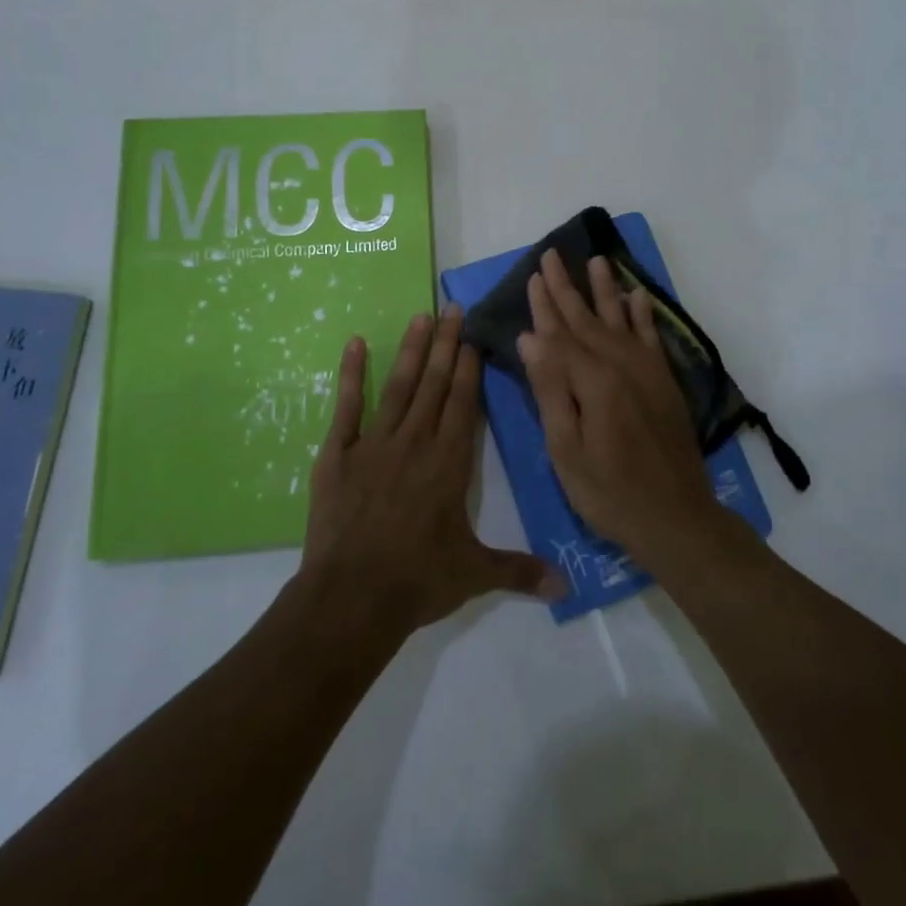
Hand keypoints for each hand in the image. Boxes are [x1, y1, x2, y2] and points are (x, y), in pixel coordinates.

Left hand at [299, 306, 565, 635]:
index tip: (472, 336)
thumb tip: (566, 588)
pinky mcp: (339, 454)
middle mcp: (415, 441)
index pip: (462, 402)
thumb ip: (520, 570)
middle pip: (434, 383)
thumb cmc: (417, 581)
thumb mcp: (474, 574)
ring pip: (399, 385)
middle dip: (445, 343)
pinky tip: (355, 344)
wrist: (351, 598)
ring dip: (411, 350)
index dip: (468, 367)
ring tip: (421, 316)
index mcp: (449, 462)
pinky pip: (348, 406)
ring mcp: (375, 444)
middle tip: (452, 307)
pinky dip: (352, 374)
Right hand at [518, 249, 726, 564]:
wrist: (676, 518)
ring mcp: (647, 371)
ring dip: (606, 289)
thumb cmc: (609, 492)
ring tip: (597, 260)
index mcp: (593, 380)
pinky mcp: (664, 382)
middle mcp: (621, 364)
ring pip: (620, 319)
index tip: (531, 276)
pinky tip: (637, 296)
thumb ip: (550, 389)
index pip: (558, 334)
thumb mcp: (566, 449)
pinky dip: (643, 315)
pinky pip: (651, 337)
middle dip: (566, 287)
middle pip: (586, 319)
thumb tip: (530, 338)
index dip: (543, 306)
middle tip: (551, 256)